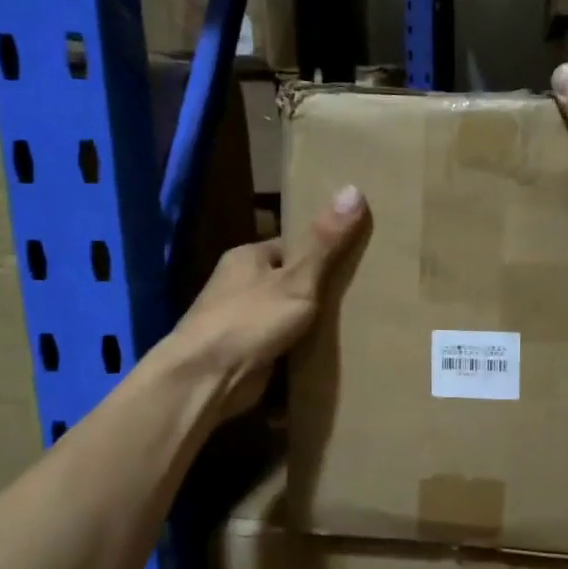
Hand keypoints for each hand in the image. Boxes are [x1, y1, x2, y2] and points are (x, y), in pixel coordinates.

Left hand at [163, 185, 368, 419]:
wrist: (205, 380)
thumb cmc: (250, 320)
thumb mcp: (297, 279)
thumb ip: (325, 242)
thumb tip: (354, 188)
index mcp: (248, 257)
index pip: (292, 246)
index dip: (322, 252)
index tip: (356, 260)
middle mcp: (240, 285)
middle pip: (289, 281)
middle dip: (318, 290)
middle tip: (361, 296)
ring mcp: (240, 321)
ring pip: (285, 314)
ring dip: (309, 323)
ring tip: (354, 325)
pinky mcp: (244, 353)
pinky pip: (280, 344)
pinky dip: (299, 348)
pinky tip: (327, 354)